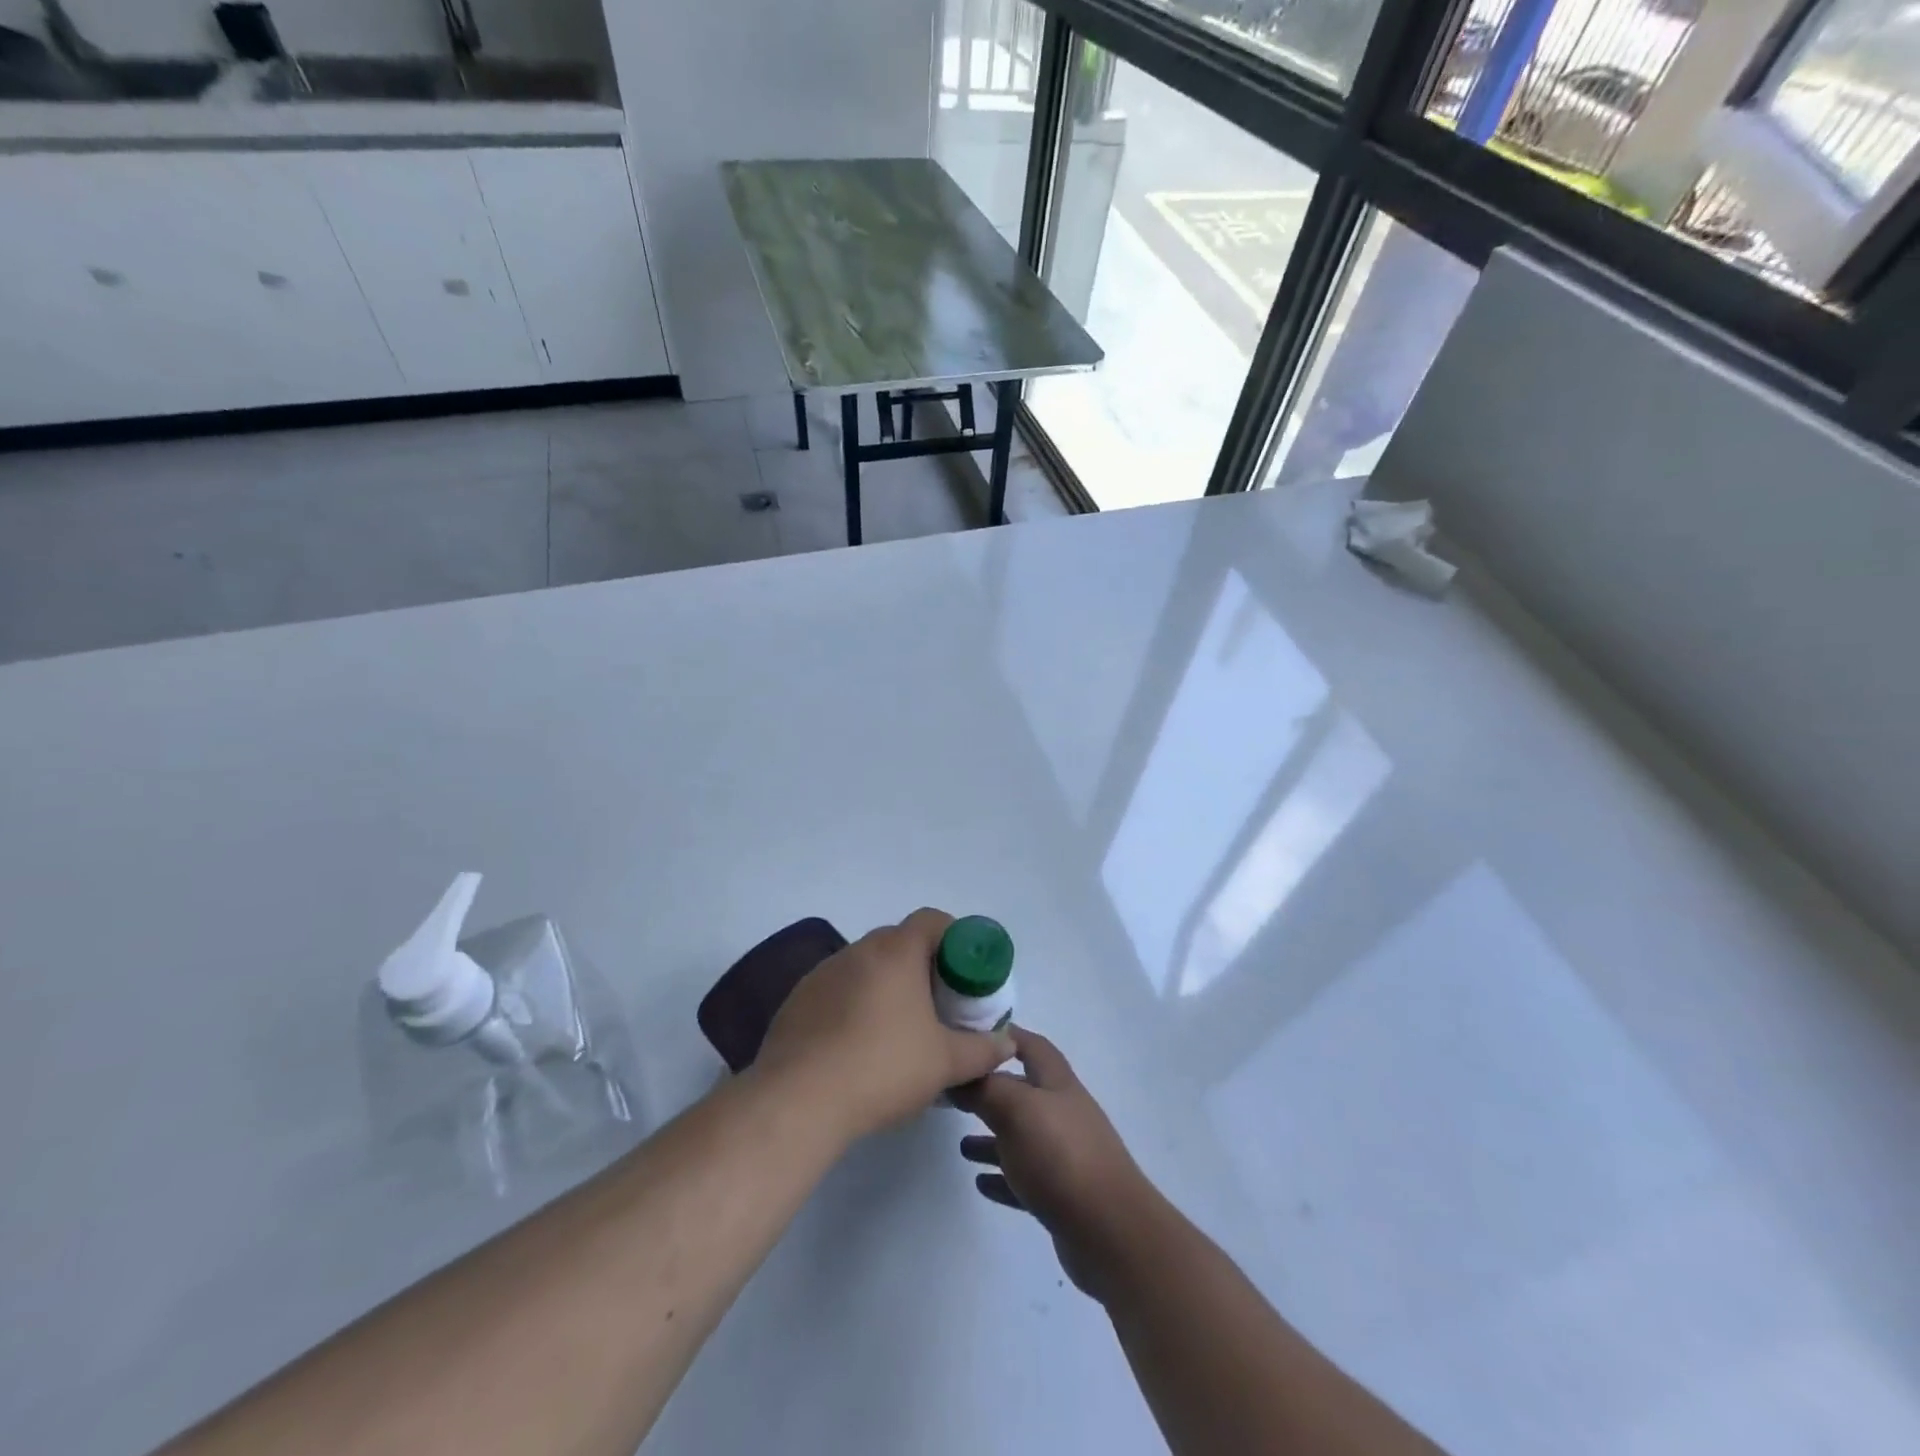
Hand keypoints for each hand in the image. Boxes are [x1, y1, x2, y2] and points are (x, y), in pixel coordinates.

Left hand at [756, 908, 1013, 1144]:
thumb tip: (1007, 1044)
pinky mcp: (798, 999)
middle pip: (899, 941)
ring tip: (899, 1028)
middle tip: (938, 1003)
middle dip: (922, 965)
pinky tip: (858, 1045)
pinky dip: (855, 1004)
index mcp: (896, 952)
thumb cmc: (882, 1069)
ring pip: (866, 966)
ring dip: (886, 985)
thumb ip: (983, 1050)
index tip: (964, 972)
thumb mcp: (946, 1063)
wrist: (798, 1101)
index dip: (954, 938)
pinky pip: (838, 989)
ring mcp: (823, 973)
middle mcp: (858, 951)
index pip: (932, 920)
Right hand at [950, 1027, 1159, 1300]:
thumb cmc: (1061, 1156)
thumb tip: (960, 1074)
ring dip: (992, 1138)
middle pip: (1023, 1092)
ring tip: (961, 1146)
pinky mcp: (1062, 1195)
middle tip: (953, 1095)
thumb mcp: (1016, 1110)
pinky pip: (1025, 1179)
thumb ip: (985, 1088)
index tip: (968, 1036)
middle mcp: (1063, 1112)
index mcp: (1057, 1083)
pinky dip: (1003, 1177)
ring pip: (1021, 1137)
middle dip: (990, 1091)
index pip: (1030, 1046)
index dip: (1004, 1036)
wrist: (1111, 1232)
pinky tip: (981, 1182)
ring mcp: (1065, 1155)